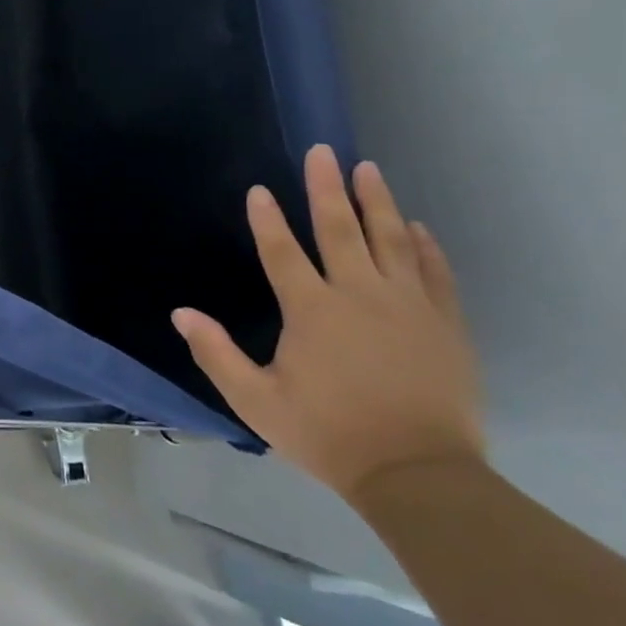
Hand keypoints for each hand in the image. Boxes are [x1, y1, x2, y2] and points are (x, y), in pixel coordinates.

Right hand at [171, 144, 484, 503]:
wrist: (418, 474)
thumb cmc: (327, 434)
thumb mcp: (255, 401)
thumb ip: (216, 353)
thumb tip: (181, 313)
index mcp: (311, 311)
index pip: (283, 252)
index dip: (268, 219)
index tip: (259, 189)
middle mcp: (359, 295)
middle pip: (340, 230)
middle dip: (327, 188)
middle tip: (323, 152)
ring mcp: (408, 306)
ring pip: (391, 240)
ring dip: (377, 202)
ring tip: (368, 169)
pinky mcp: (444, 324)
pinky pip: (433, 272)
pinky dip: (423, 246)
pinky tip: (415, 226)